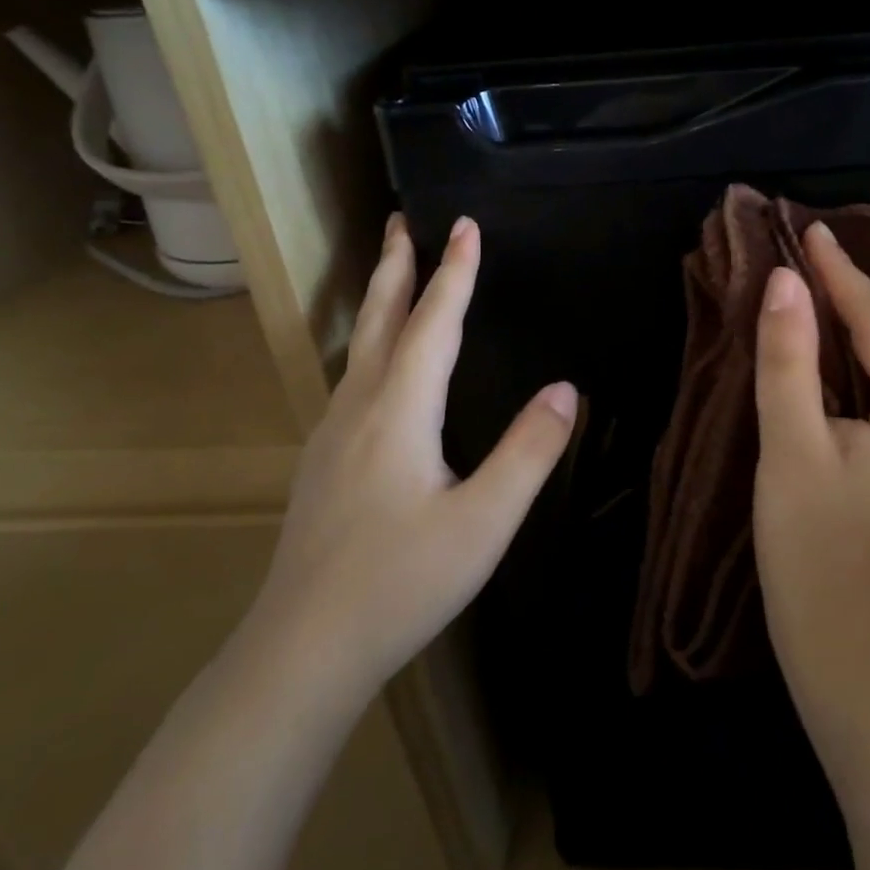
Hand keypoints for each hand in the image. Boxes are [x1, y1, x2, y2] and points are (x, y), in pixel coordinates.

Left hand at [252, 214, 575, 694]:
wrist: (302, 650)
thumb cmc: (401, 583)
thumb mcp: (483, 522)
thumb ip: (528, 452)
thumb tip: (567, 389)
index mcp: (400, 411)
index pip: (433, 323)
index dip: (455, 272)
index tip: (466, 224)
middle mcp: (360, 407)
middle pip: (380, 319)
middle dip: (395, 265)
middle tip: (400, 220)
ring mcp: (332, 434)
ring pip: (359, 346)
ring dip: (379, 299)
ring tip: (392, 271)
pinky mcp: (322, 461)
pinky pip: (352, 377)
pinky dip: (371, 342)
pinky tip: (377, 364)